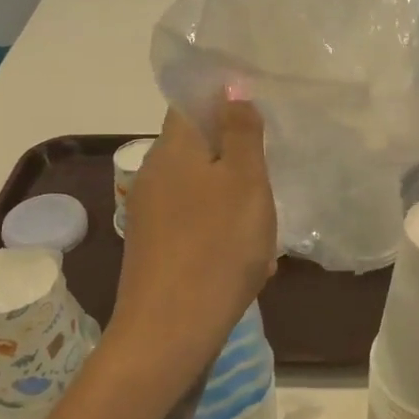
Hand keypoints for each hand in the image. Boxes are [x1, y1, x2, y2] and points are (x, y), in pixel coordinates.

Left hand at [111, 95, 277, 376]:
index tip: (259, 116)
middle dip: (235, 157)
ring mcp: (149, 212)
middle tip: (269, 177)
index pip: (192, 102)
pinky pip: (194, 222)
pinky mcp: (153, 246)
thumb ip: (241, 131)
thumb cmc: (217, 246)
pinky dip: (220, 229)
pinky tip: (246, 259)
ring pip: (200, 188)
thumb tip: (231, 87)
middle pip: (198, 147)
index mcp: (173, 148)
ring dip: (232, 198)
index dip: (224, 100)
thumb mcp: (244, 181)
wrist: (170, 330)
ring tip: (263, 226)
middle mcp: (153, 173)